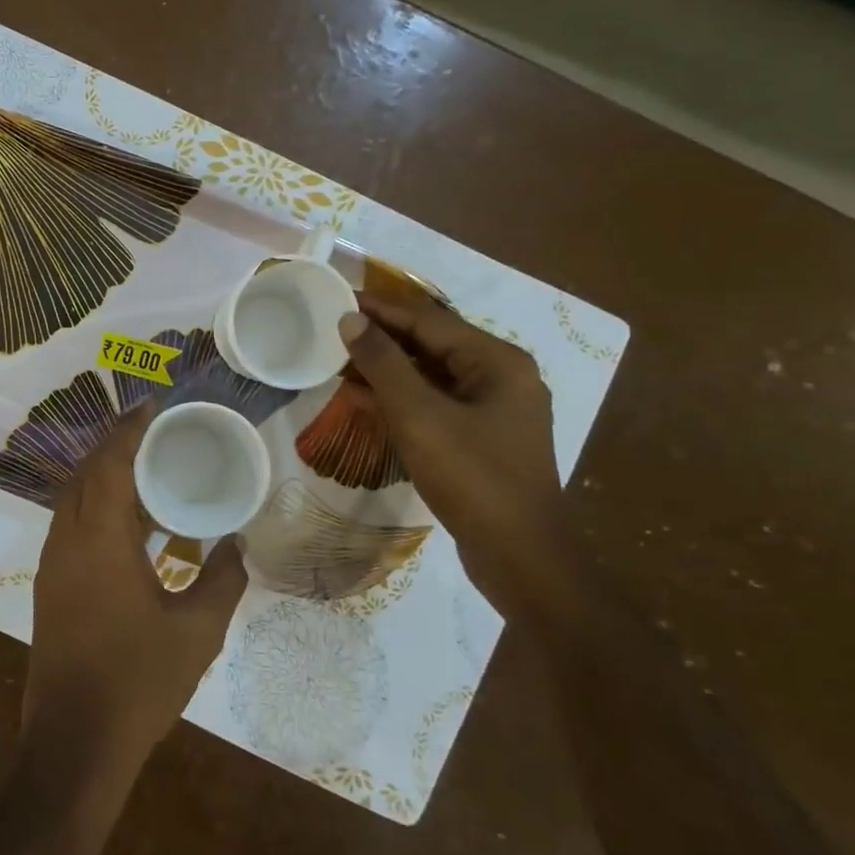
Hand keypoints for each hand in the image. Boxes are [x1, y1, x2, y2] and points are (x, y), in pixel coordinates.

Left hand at [23, 401, 249, 778]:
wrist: (74, 743)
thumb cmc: (139, 682)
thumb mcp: (197, 631)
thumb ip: (223, 580)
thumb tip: (238, 545)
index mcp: (100, 541)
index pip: (109, 464)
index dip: (129, 430)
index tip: (152, 406)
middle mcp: (67, 542)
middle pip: (84, 474)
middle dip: (114, 445)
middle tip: (153, 432)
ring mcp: (52, 565)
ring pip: (71, 499)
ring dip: (101, 475)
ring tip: (142, 469)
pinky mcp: (48, 587)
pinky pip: (69, 524)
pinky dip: (93, 505)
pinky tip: (124, 522)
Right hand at [339, 297, 574, 600]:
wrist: (520, 555)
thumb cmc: (472, 476)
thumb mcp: (419, 415)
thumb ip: (383, 363)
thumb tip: (351, 320)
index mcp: (497, 361)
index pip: (429, 320)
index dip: (381, 310)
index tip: (340, 299)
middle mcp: (502, 377)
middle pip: (433, 345)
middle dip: (383, 339)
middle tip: (334, 332)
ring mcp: (496, 411)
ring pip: (433, 376)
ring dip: (389, 370)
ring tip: (342, 363)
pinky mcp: (484, 439)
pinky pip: (437, 404)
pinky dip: (402, 399)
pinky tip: (368, 400)